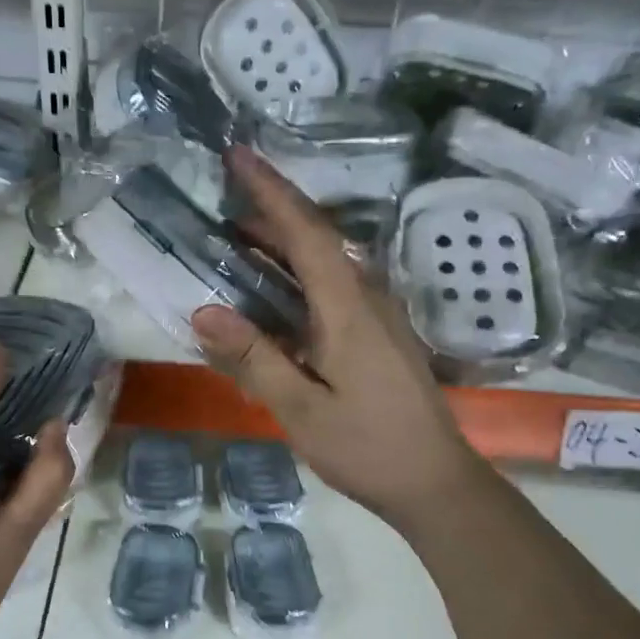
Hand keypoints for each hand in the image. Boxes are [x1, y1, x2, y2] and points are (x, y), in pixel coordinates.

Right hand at [192, 146, 489, 530]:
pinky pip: (334, 290)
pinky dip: (299, 279)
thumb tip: (204, 313)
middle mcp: (368, 299)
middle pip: (318, 241)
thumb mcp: (302, 410)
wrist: (434, 482)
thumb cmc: (368, 447)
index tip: (238, 156)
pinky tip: (276, 296)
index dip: (271, 191)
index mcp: (349, 308)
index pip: (306, 232)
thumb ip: (254, 359)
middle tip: (224, 204)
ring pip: (327, 265)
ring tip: (238, 243)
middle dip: (271, 214)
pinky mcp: (381, 338)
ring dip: (284, 247)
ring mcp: (379, 318)